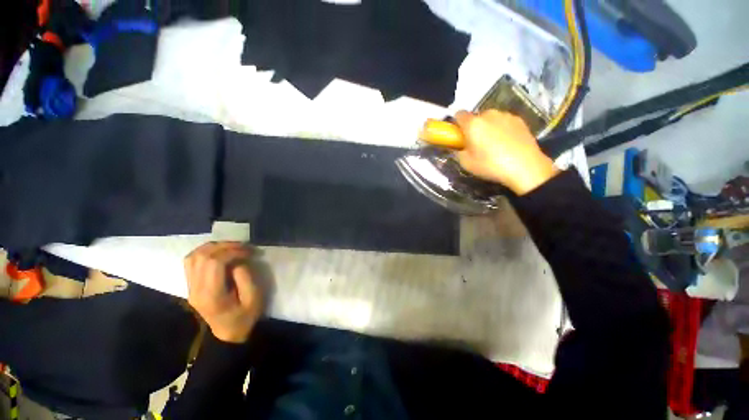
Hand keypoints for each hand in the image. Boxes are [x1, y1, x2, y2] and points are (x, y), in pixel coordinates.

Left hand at [185, 242, 262, 343]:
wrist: (228, 334)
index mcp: (211, 295)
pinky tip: (219, 253)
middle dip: (225, 246)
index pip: (214, 262)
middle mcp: (195, 290)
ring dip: (213, 247)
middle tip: (243, 247)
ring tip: (232, 247)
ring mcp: (190, 288)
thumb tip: (238, 261)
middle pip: (202, 256)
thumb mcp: (254, 299)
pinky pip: (191, 262)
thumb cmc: (245, 317)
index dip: (233, 251)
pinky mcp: (190, 286)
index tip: (249, 252)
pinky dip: (205, 252)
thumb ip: (246, 277)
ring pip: (193, 256)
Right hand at [454, 110, 559, 194]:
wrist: (525, 167)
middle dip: (474, 127)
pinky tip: (506, 143)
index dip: (457, 124)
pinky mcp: (519, 119)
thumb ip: (458, 151)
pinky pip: (504, 121)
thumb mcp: (466, 163)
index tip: (459, 136)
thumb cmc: (491, 165)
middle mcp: (489, 114)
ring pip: (491, 118)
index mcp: (473, 124)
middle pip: (476, 117)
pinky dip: (501, 129)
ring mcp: (506, 115)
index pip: (459, 114)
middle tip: (476, 143)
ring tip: (493, 144)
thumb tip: (459, 147)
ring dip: (488, 127)